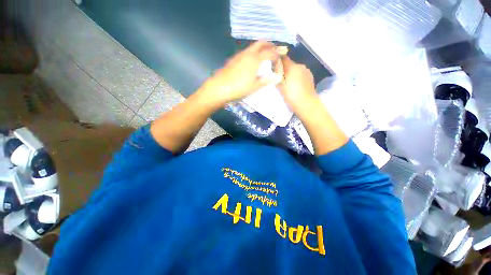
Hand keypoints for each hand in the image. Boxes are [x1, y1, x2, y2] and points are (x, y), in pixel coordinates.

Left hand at [200, 41, 286, 106]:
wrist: (218, 89)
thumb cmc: (238, 89)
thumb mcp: (254, 87)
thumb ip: (266, 80)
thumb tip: (277, 77)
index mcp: (255, 60)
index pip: (270, 52)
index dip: (278, 53)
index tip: (284, 54)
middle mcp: (247, 54)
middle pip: (261, 43)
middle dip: (270, 45)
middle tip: (276, 50)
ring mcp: (239, 56)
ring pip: (253, 47)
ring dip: (261, 48)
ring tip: (266, 55)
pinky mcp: (233, 60)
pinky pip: (246, 52)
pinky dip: (253, 53)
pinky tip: (253, 61)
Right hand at [277, 56, 317, 111]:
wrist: (306, 104)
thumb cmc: (291, 95)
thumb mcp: (280, 85)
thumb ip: (277, 73)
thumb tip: (275, 63)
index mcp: (292, 66)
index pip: (283, 58)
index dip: (278, 60)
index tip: (273, 67)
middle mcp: (301, 66)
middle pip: (290, 64)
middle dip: (284, 69)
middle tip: (279, 79)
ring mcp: (307, 72)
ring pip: (296, 70)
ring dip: (291, 74)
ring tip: (287, 85)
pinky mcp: (310, 78)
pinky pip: (301, 75)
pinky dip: (297, 79)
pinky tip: (295, 87)